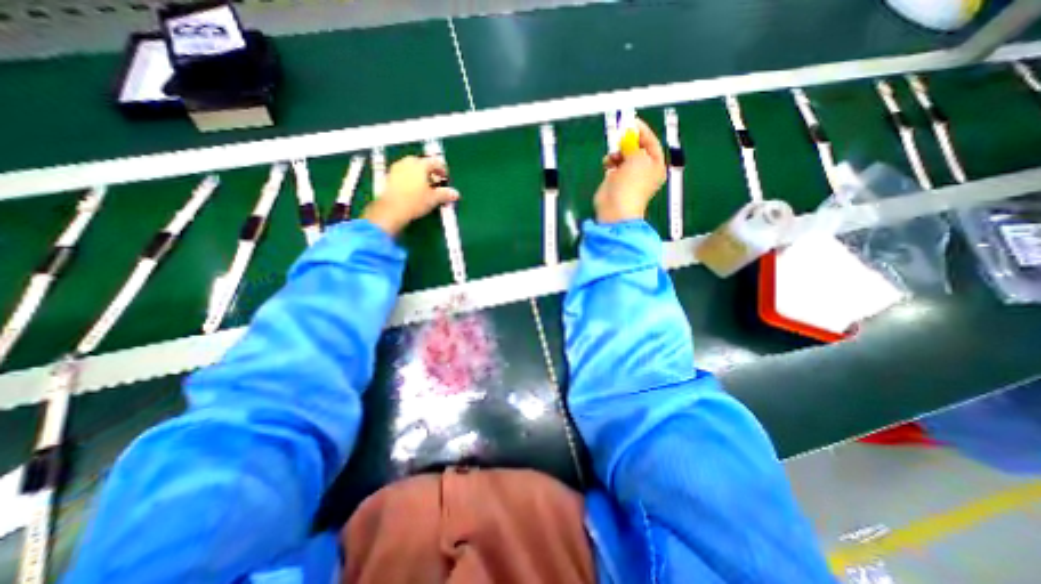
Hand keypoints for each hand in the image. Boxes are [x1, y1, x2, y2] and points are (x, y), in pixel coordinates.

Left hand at [362, 158, 457, 236]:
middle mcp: (407, 163)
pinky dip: (410, 179)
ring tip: (424, 187)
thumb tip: (455, 194)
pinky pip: (403, 174)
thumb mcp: (433, 199)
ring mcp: (396, 168)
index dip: (443, 170)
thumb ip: (445, 194)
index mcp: (420, 165)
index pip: (435, 162)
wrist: (391, 210)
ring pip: (411, 167)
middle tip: (435, 182)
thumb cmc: (414, 202)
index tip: (445, 178)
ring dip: (419, 174)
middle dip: (430, 171)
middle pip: (422, 163)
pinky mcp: (389, 177)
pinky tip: (412, 190)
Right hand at [593, 119, 665, 223]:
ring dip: (617, 151)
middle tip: (620, 136)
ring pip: (623, 155)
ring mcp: (629, 176)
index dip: (641, 131)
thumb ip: (634, 144)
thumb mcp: (638, 158)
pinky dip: (610, 161)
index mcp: (655, 165)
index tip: (631, 122)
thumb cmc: (631, 185)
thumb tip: (628, 136)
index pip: (651, 142)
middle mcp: (644, 170)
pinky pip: (613, 164)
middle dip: (628, 141)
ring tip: (614, 154)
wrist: (616, 208)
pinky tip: (608, 162)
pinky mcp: (615, 181)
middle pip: (636, 147)